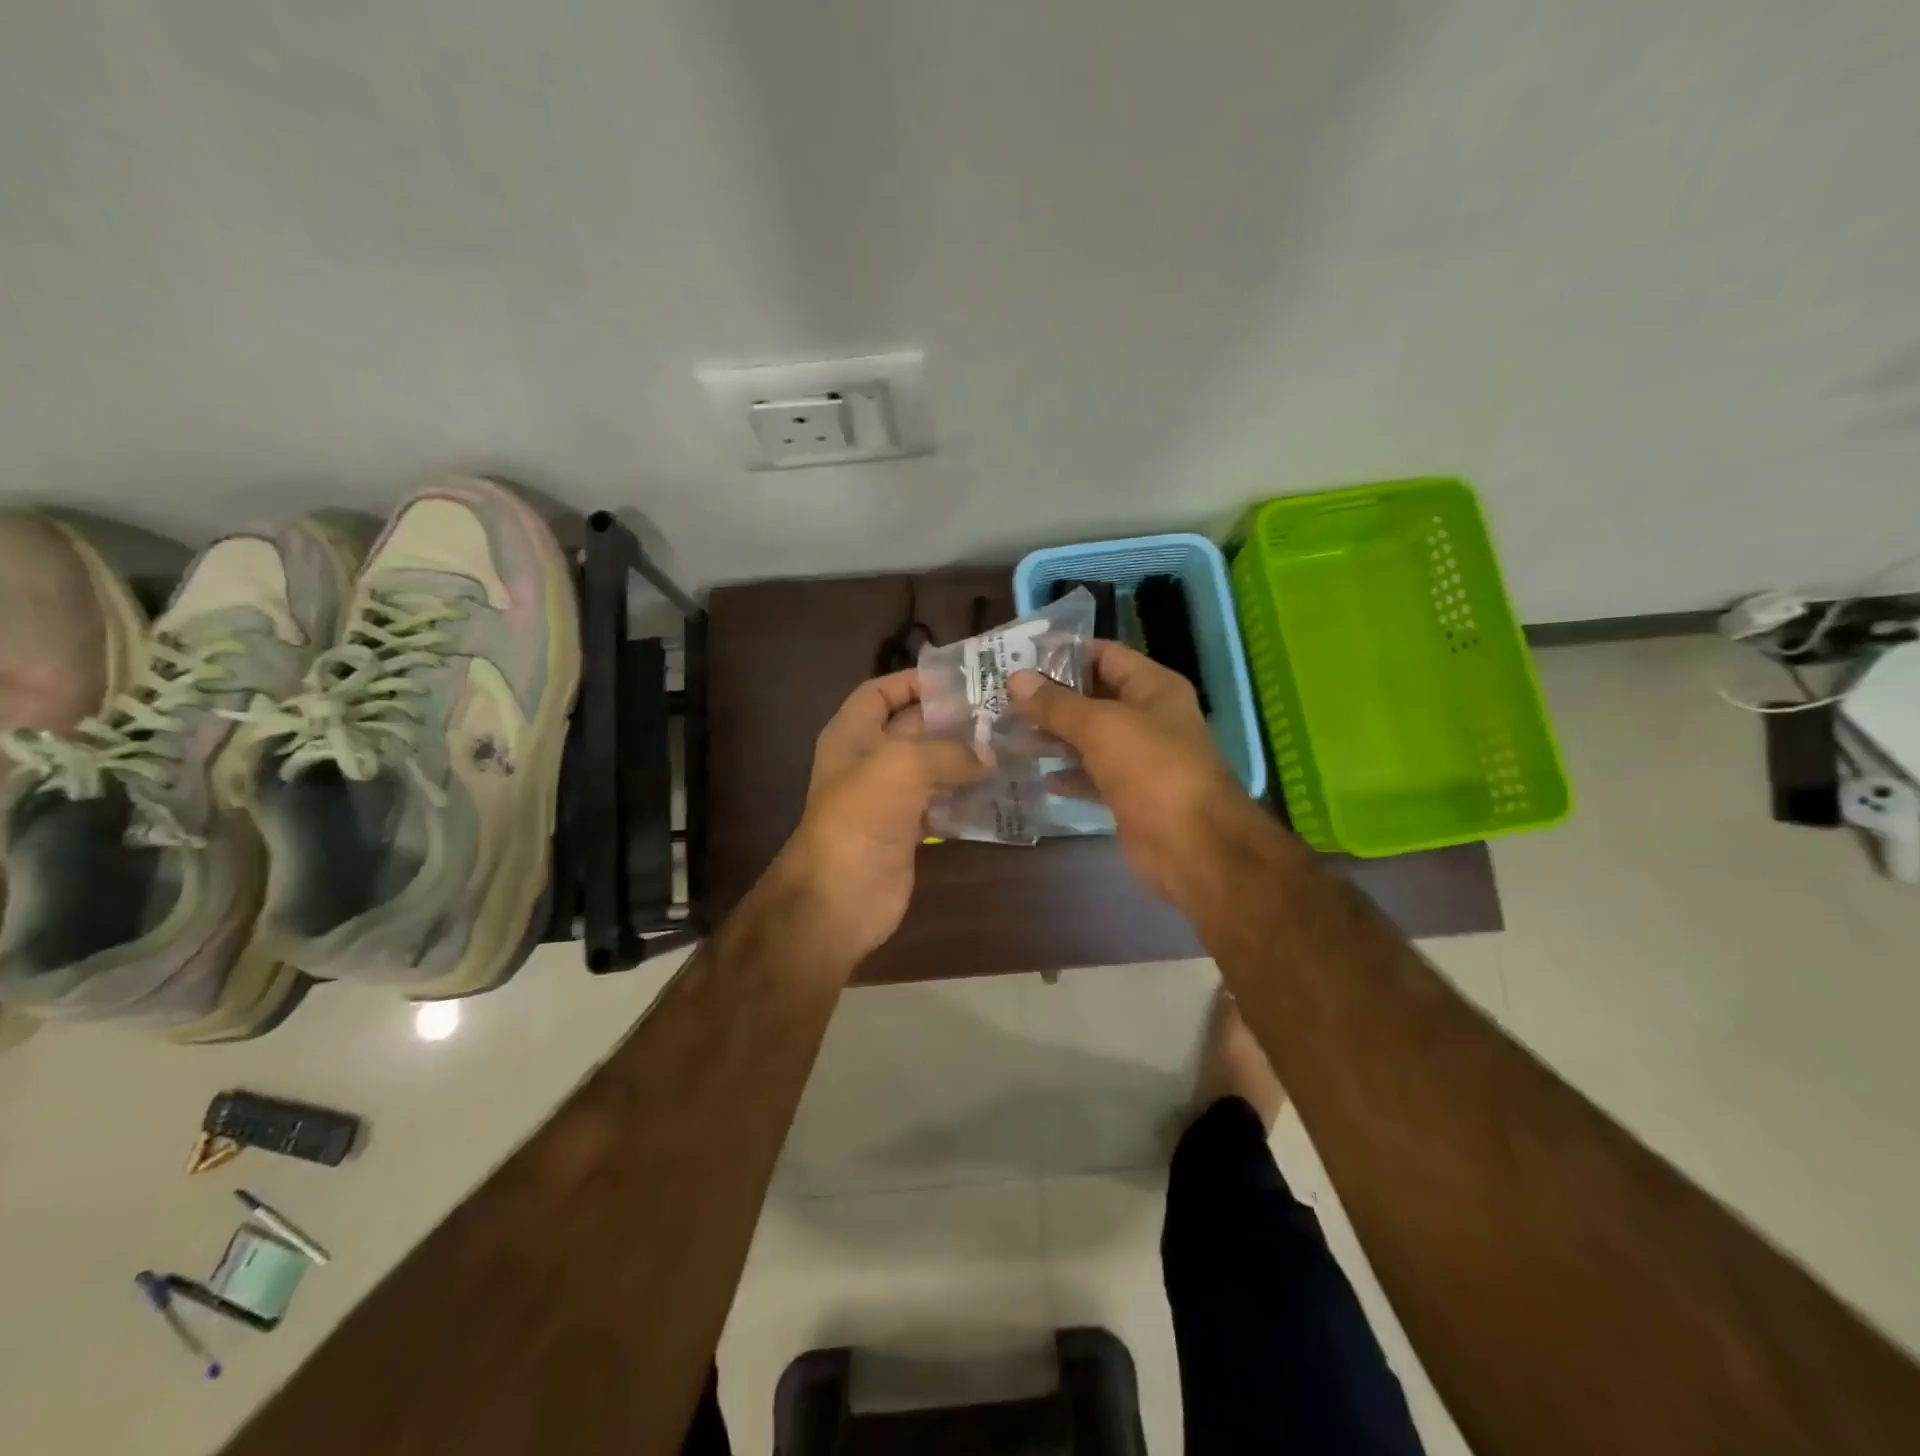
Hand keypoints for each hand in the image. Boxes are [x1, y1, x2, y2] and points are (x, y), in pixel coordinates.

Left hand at [777, 670, 990, 963]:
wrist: (840, 895)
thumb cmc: (862, 815)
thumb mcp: (903, 765)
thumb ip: (949, 751)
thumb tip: (988, 756)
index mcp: (853, 734)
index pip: (881, 692)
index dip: (914, 681)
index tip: (960, 679)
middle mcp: (869, 761)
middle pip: (913, 728)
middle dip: (951, 719)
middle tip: (1001, 712)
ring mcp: (888, 798)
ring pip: (931, 767)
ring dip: (964, 759)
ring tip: (1009, 746)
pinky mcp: (907, 830)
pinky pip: (941, 803)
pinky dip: (965, 797)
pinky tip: (999, 790)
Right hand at [1010, 641, 1251, 899]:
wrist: (1192, 845)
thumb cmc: (1152, 769)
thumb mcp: (1100, 727)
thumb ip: (1056, 704)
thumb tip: (1016, 679)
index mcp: (1153, 687)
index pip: (1104, 655)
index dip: (1064, 653)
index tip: (1019, 657)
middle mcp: (1148, 717)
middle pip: (1094, 697)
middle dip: (1051, 698)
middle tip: (1003, 698)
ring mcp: (1139, 758)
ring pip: (1089, 738)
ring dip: (1053, 736)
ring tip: (1008, 732)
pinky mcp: (1128, 794)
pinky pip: (1091, 775)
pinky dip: (1066, 773)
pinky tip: (1035, 773)